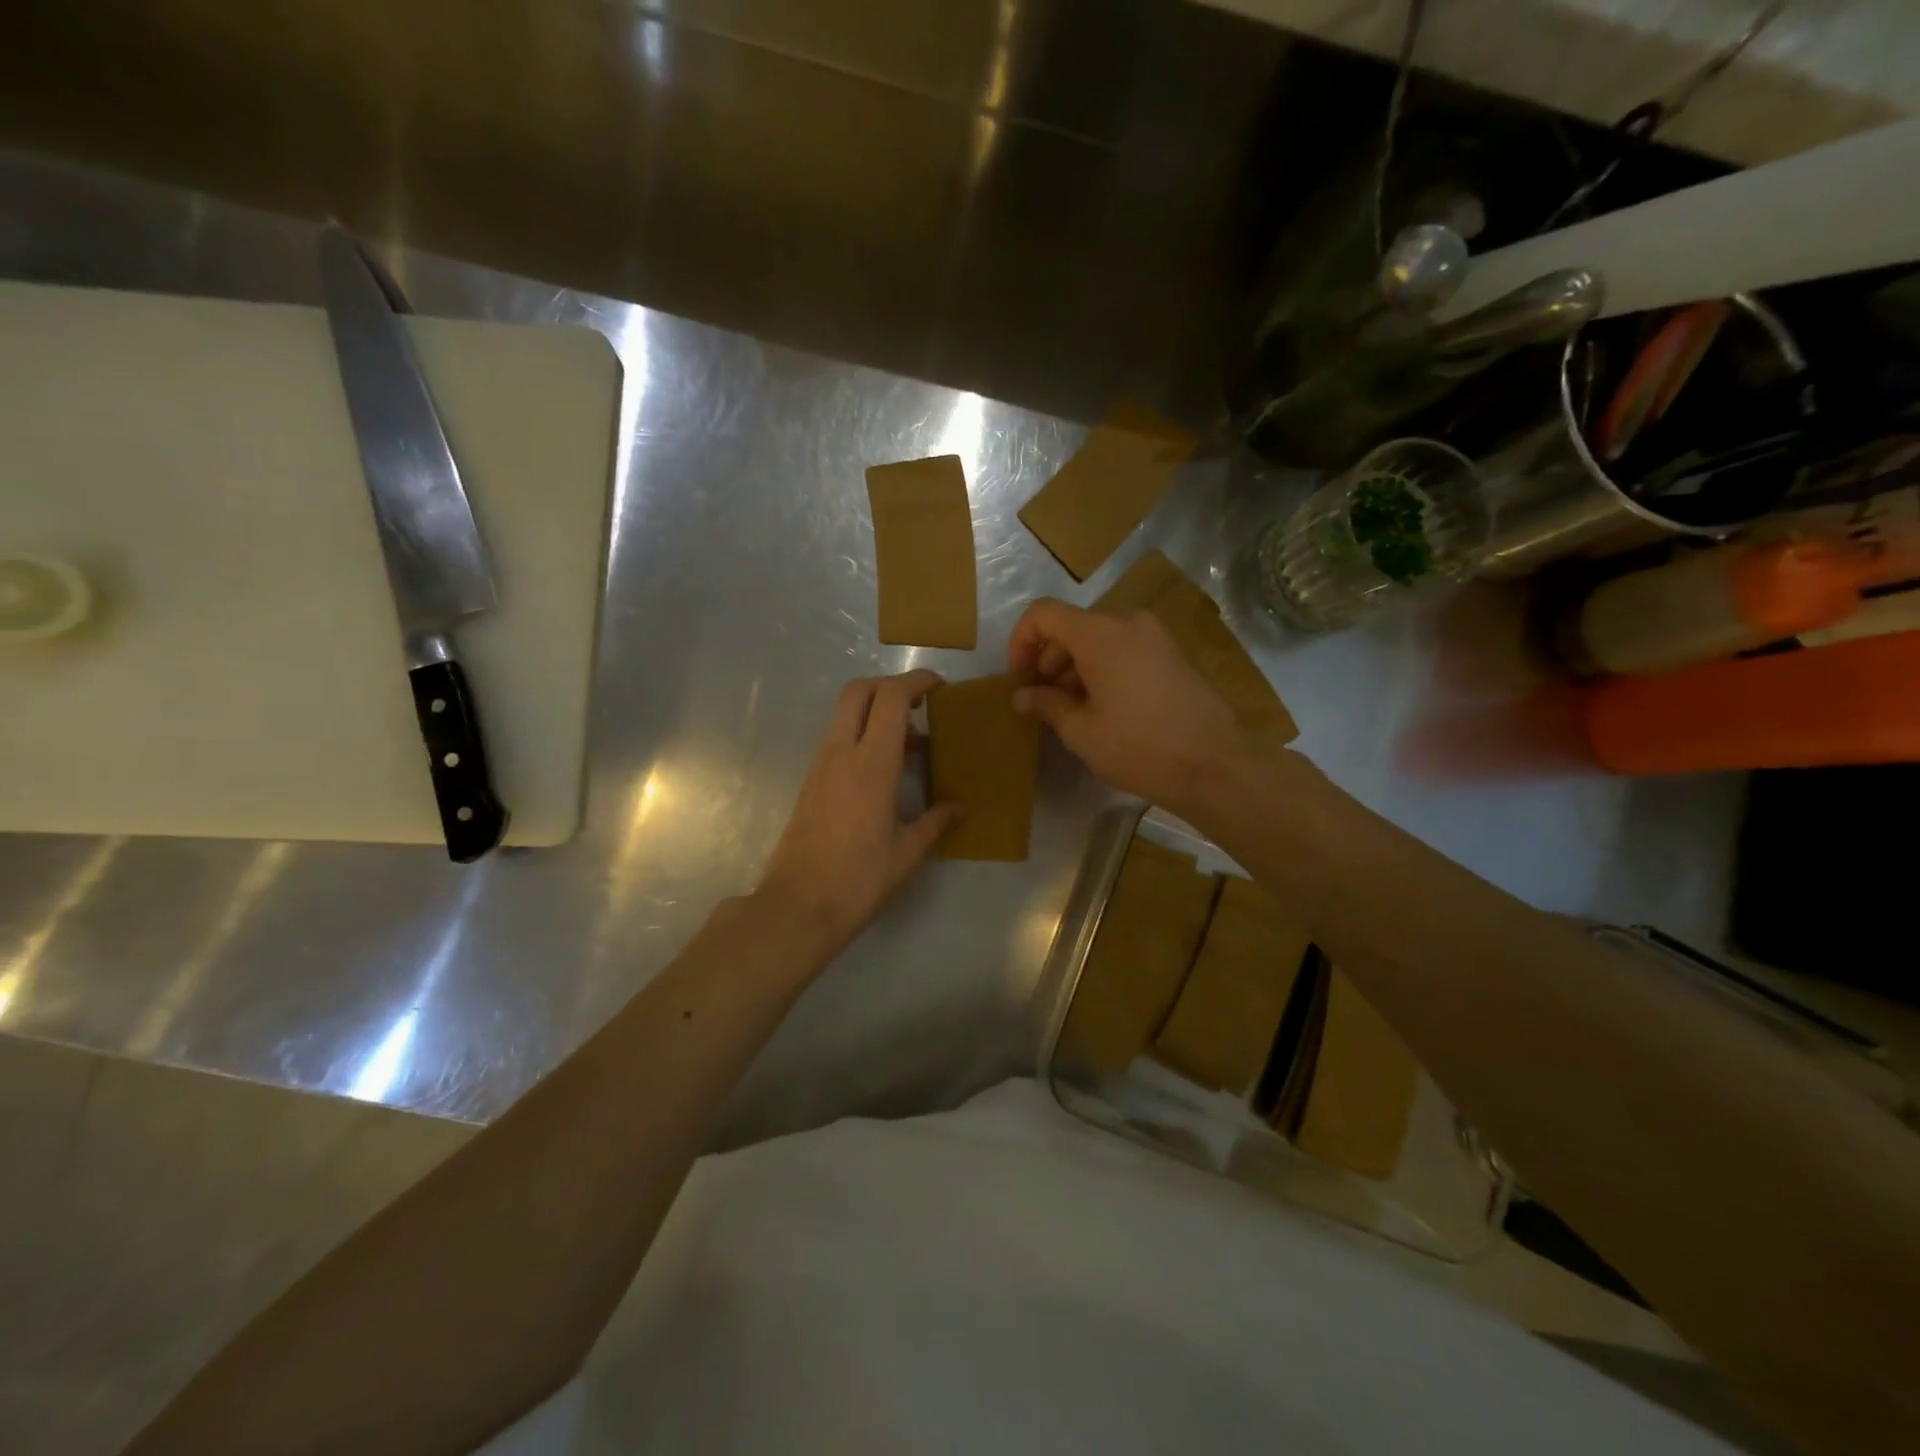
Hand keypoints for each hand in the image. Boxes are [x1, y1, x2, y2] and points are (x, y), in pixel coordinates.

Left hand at [756, 670, 958, 959]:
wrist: (797, 907)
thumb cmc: (858, 880)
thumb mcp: (906, 854)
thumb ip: (935, 822)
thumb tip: (960, 808)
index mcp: (871, 764)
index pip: (891, 697)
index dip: (916, 681)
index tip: (940, 688)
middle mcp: (841, 753)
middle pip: (859, 690)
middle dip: (890, 686)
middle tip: (920, 706)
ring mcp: (821, 765)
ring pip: (846, 714)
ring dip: (876, 713)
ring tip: (911, 745)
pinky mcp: (811, 781)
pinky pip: (839, 740)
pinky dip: (863, 736)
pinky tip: (885, 771)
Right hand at [1009, 599, 1253, 814]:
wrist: (1215, 765)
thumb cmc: (1139, 747)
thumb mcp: (1082, 731)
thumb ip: (1046, 704)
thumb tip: (1022, 695)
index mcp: (1099, 634)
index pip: (1043, 613)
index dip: (1021, 641)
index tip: (1020, 678)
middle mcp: (1127, 622)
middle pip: (1072, 625)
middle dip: (1049, 658)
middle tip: (1042, 700)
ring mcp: (1155, 635)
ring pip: (1099, 637)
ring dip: (1075, 665)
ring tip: (1071, 708)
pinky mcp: (1172, 652)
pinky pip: (1124, 647)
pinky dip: (1103, 666)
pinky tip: (1103, 706)